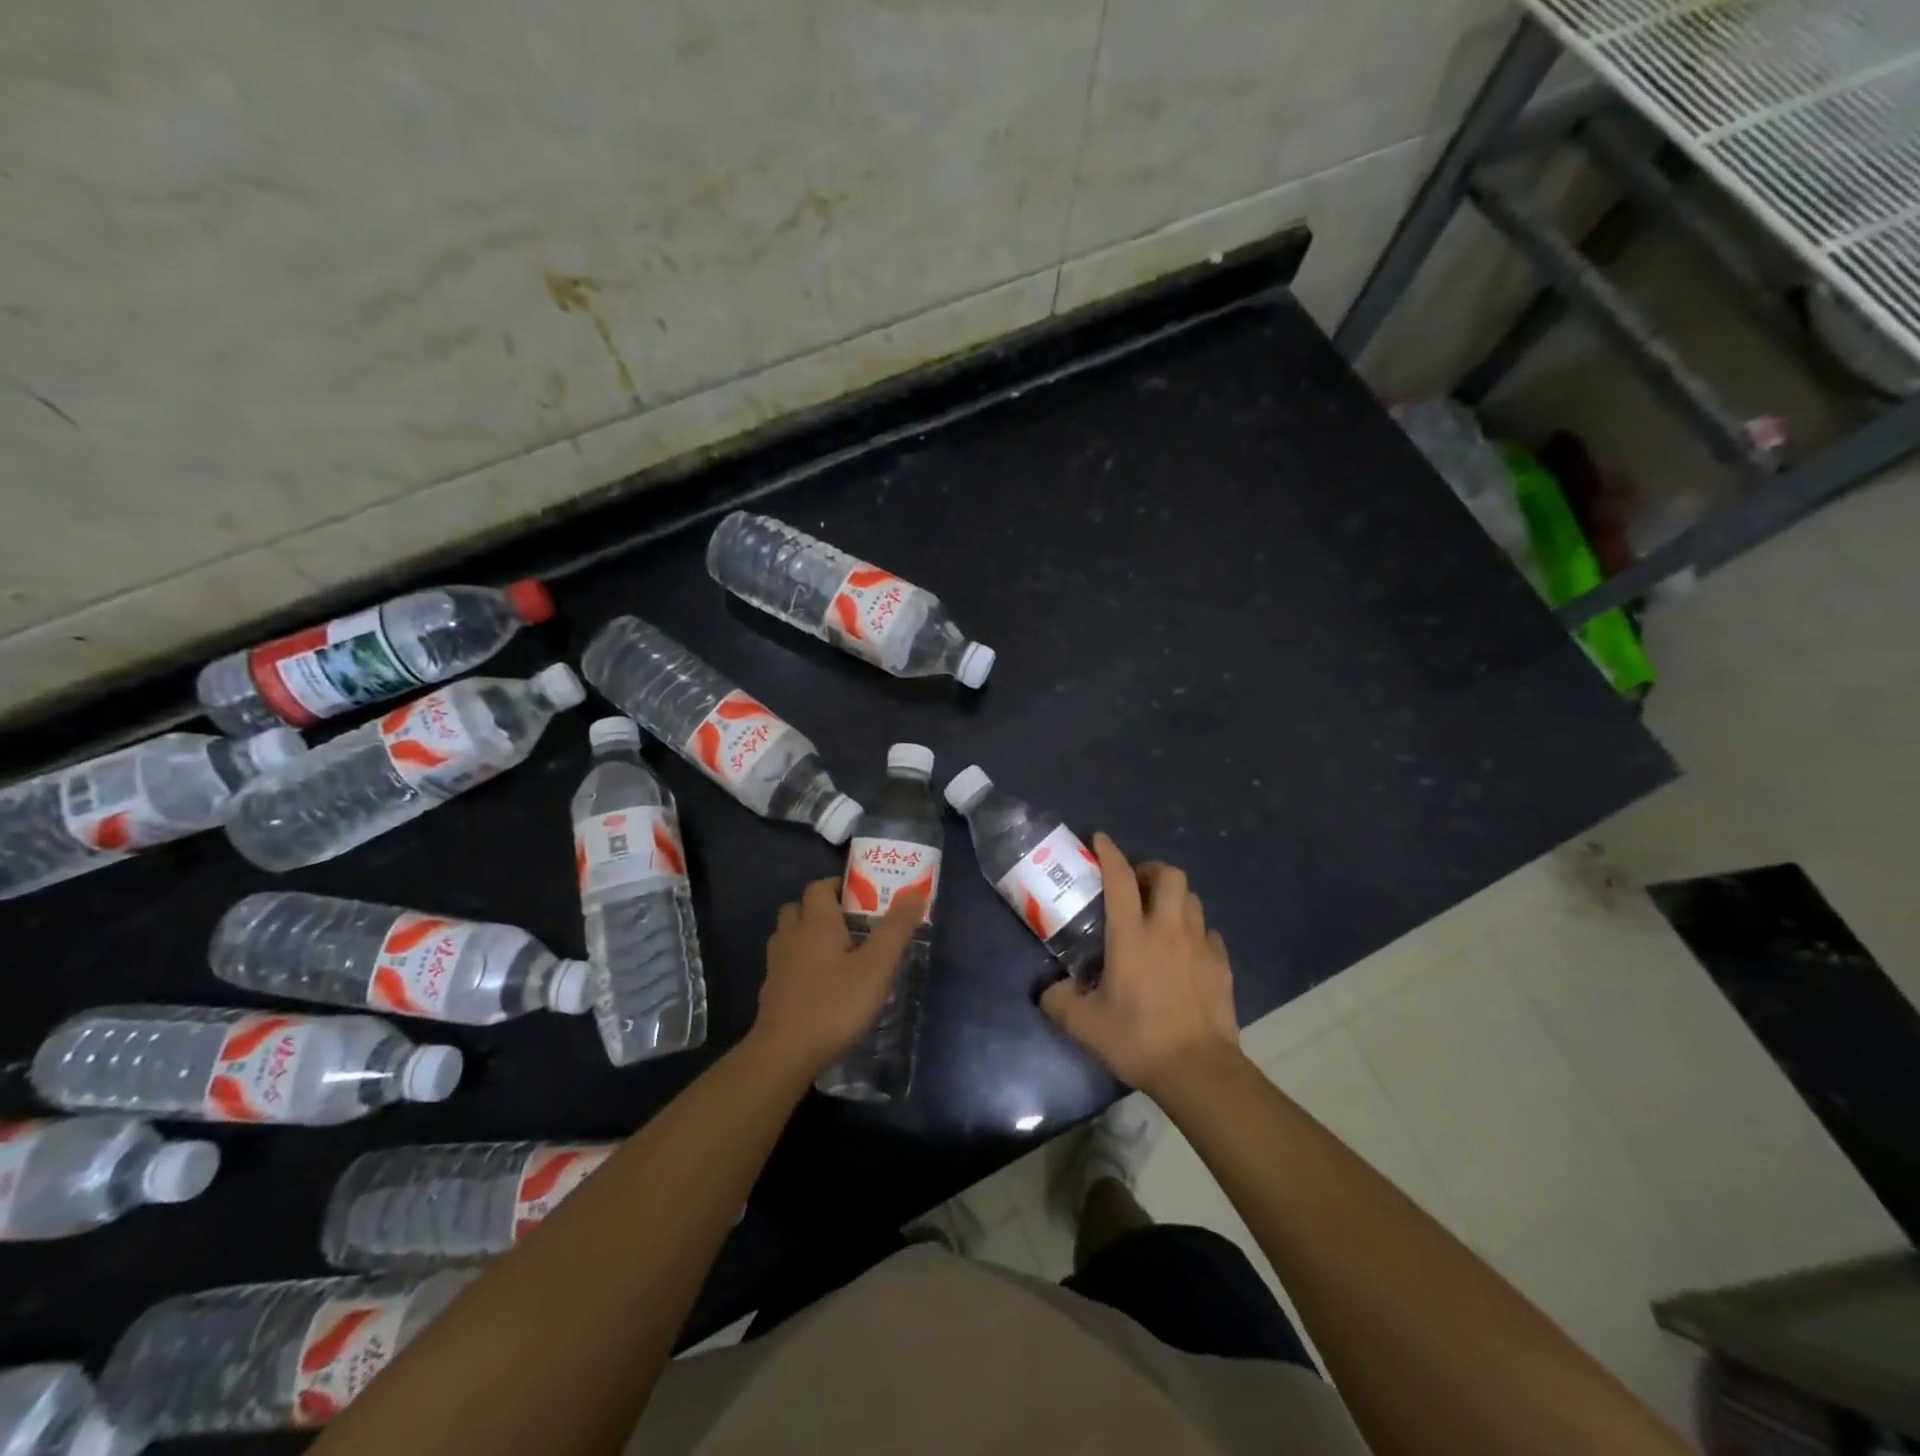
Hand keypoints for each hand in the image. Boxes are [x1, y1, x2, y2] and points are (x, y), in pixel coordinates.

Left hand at [752, 878, 925, 1077]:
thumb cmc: (835, 1005)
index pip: (820, 887)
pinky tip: (820, 984)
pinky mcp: (771, 992)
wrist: (784, 1055)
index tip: (862, 897)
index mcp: (816, 923)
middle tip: (851, 924)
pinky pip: (785, 964)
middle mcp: (791, 936)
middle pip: (799, 908)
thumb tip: (914, 892)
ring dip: (808, 935)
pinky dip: (800, 964)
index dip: (839, 886)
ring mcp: (776, 965)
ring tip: (837, 953)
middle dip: (822, 909)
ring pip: (789, 935)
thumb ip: (896, 929)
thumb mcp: (877, 967)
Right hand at [1041, 833, 1242, 1097]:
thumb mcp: (1085, 1026)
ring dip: (1173, 897)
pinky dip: (1194, 930)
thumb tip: (1048, 991)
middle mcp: (1168, 929)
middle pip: (1169, 874)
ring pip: (1191, 898)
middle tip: (1135, 886)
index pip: (1120, 878)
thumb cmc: (1138, 1039)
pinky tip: (1184, 950)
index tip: (1101, 839)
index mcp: (1131, 935)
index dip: (1109, 853)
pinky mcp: (1221, 964)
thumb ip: (1059, 1002)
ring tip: (1158, 914)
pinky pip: (1208, 931)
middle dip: (1150, 870)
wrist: (1199, 1070)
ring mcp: (1200, 945)